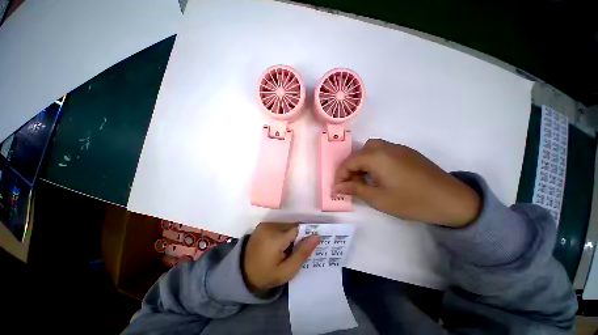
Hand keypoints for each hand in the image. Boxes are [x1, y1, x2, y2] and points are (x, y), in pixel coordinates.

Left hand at [243, 222, 319, 291]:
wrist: (242, 273)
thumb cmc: (266, 275)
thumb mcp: (286, 271)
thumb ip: (302, 254)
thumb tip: (317, 237)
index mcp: (276, 238)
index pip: (298, 229)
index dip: (305, 236)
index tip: (307, 245)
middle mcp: (270, 226)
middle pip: (292, 226)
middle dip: (297, 236)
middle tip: (295, 250)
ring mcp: (265, 224)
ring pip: (286, 225)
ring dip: (290, 234)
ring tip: (286, 248)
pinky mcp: (263, 224)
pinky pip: (279, 225)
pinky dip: (283, 232)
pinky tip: (279, 244)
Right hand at [333, 139, 480, 226]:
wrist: (452, 200)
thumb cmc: (411, 201)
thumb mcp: (378, 198)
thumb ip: (355, 189)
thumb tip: (337, 187)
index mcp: (376, 157)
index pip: (349, 162)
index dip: (340, 175)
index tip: (337, 188)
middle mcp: (385, 147)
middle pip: (359, 153)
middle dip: (350, 168)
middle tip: (350, 183)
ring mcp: (397, 148)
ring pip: (370, 149)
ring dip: (362, 162)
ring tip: (363, 178)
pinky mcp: (406, 152)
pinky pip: (382, 151)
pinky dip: (373, 160)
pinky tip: (378, 174)